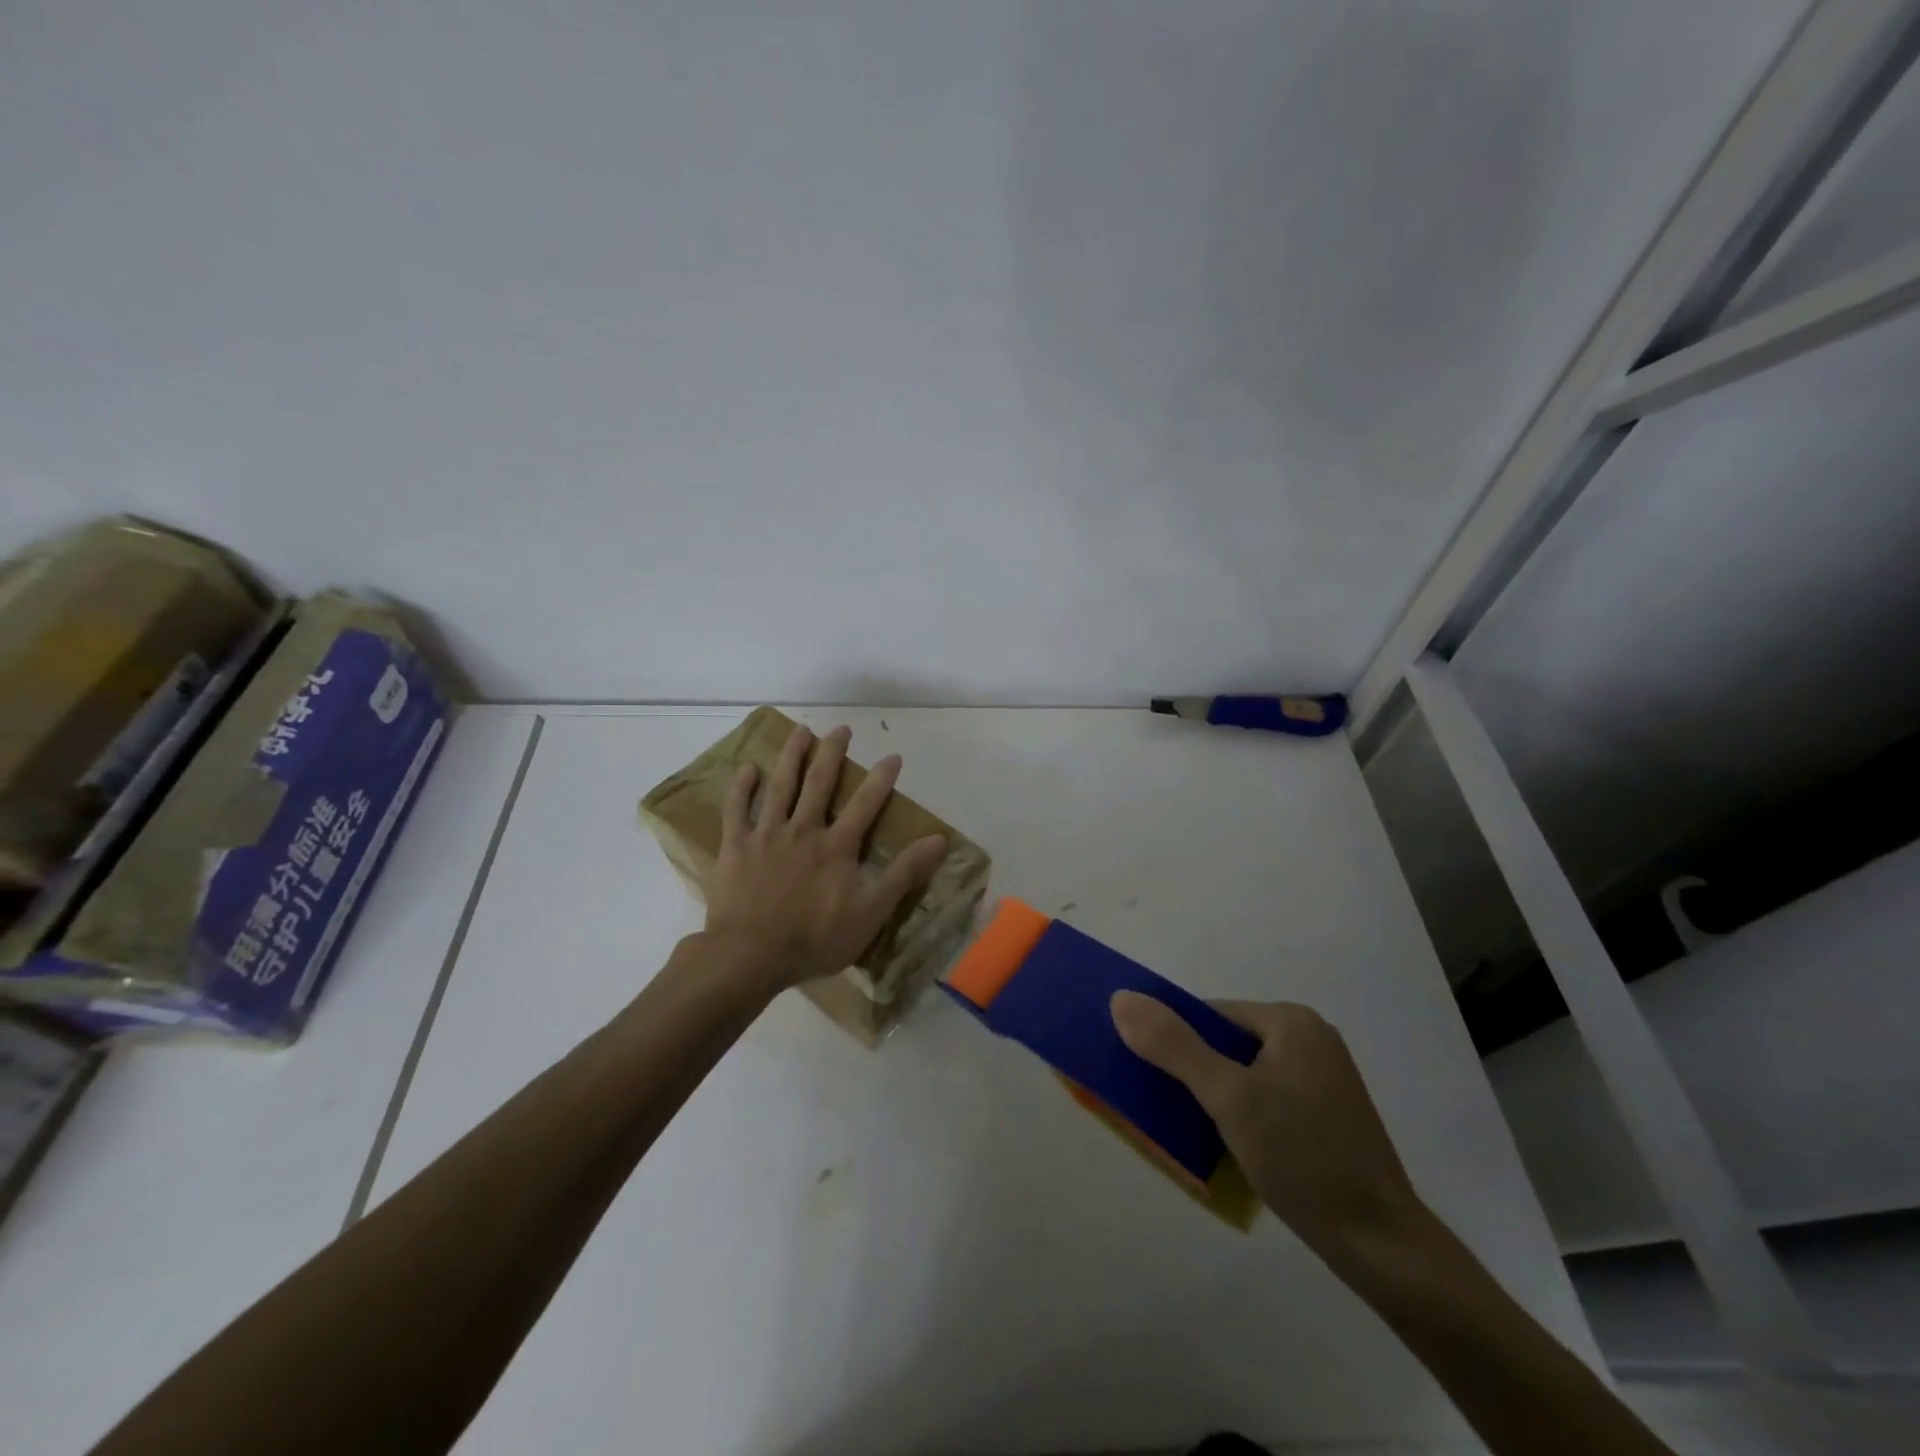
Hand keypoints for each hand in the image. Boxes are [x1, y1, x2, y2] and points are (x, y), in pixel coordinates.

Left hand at [703, 723, 946, 993]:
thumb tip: (939, 840)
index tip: (893, 756)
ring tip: (800, 731)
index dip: (881, 778)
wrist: (751, 955)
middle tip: (841, 729)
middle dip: (832, 753)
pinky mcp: (736, 847)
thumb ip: (904, 874)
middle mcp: (803, 829)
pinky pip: (736, 810)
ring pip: (781, 786)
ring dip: (792, 756)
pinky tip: (748, 768)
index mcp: (837, 845)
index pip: (866, 804)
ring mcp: (767, 835)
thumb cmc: (815, 938)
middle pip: (820, 782)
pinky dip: (741, 788)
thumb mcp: (871, 912)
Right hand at [1110, 993, 1424, 1258]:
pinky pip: (1267, 1098)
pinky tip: (1230, 1147)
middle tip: (1168, 1112)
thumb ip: (1173, 1045)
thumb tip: (1120, 998)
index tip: (1151, 1081)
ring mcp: (1323, 1077)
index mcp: (1290, 1021)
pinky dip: (1242, 1115)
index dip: (1175, 1043)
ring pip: (1245, 1074)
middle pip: (1227, 1043)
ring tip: (1194, 1133)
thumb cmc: (1302, 1159)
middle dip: (1194, 1074)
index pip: (1210, 1015)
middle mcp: (1310, 1038)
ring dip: (1215, 1098)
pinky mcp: (1328, 1113)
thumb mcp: (1228, 1098)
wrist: (1382, 1246)